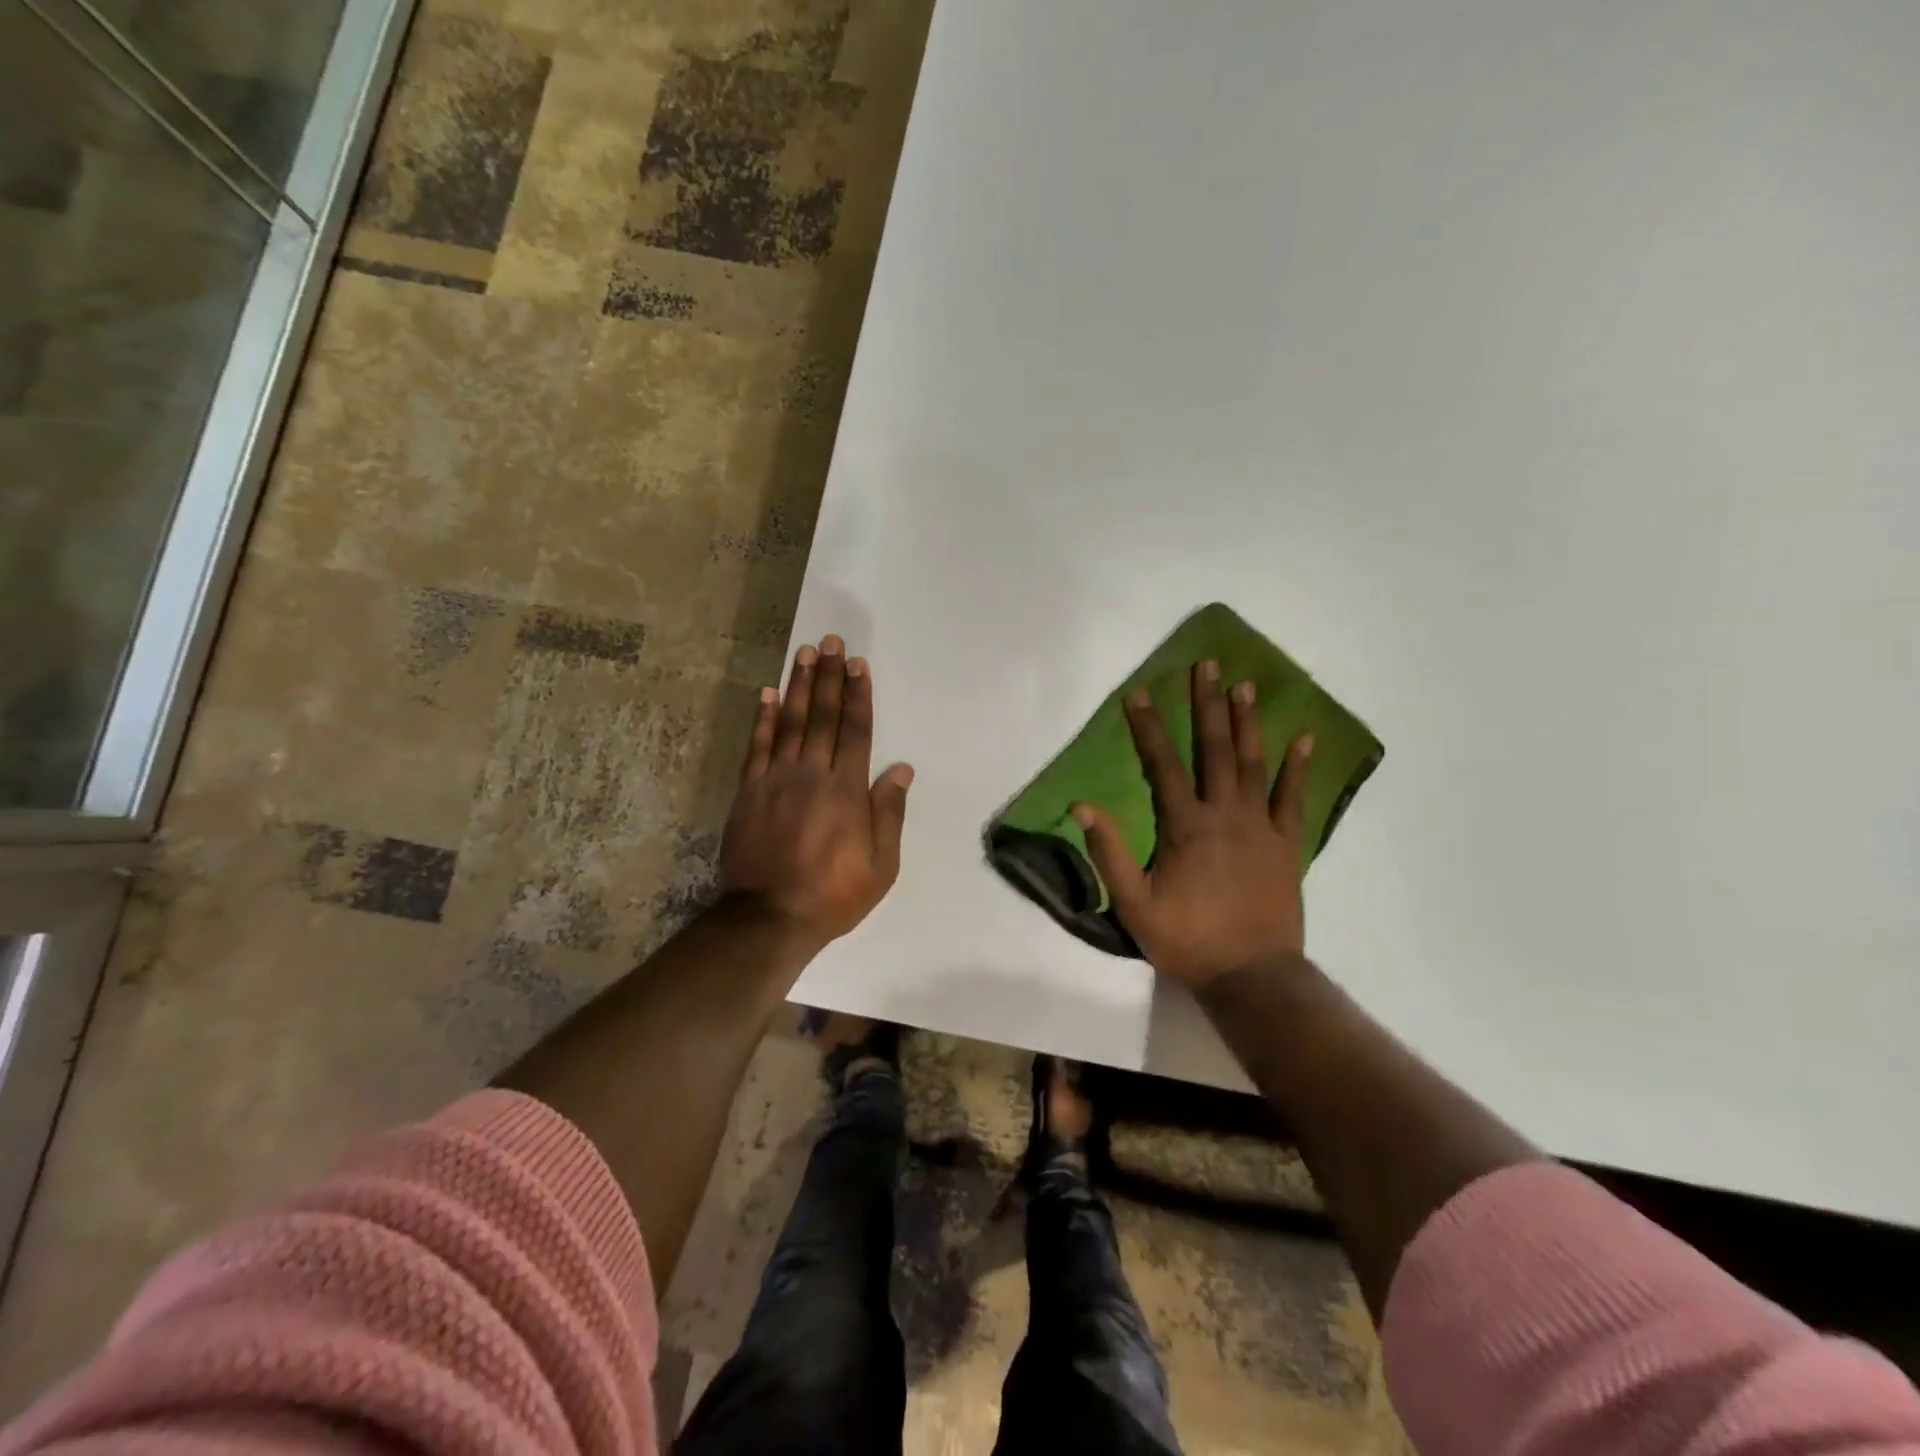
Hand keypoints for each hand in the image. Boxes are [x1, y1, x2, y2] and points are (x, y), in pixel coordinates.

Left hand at [719, 634, 913, 946]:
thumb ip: (890, 813)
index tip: (859, 664)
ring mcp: (776, 779)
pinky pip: (757, 745)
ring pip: (789, 721)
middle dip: (829, 676)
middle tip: (831, 642)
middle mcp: (812, 774)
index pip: (856, 730)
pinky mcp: (750, 791)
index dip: (858, 695)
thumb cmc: (833, 894)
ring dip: (797, 685)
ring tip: (804, 653)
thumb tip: (901, 768)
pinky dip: (762, 718)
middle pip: (822, 715)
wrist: (769, 917)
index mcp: (847, 790)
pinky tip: (766, 693)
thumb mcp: (881, 865)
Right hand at [1074, 661, 1311, 987]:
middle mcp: (1225, 814)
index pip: (1162, 765)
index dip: (1147, 727)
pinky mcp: (1288, 844)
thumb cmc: (1186, 939)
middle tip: (1207, 666)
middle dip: (1207, 705)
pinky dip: (1299, 768)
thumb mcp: (1134, 904)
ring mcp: (1261, 826)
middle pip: (1215, 749)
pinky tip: (1305, 738)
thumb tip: (1083, 807)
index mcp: (1185, 826)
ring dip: (1248, 722)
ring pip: (1254, 763)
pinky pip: (1295, 798)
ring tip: (1246, 685)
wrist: (1251, 975)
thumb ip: (1109, 853)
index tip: (1138, 693)